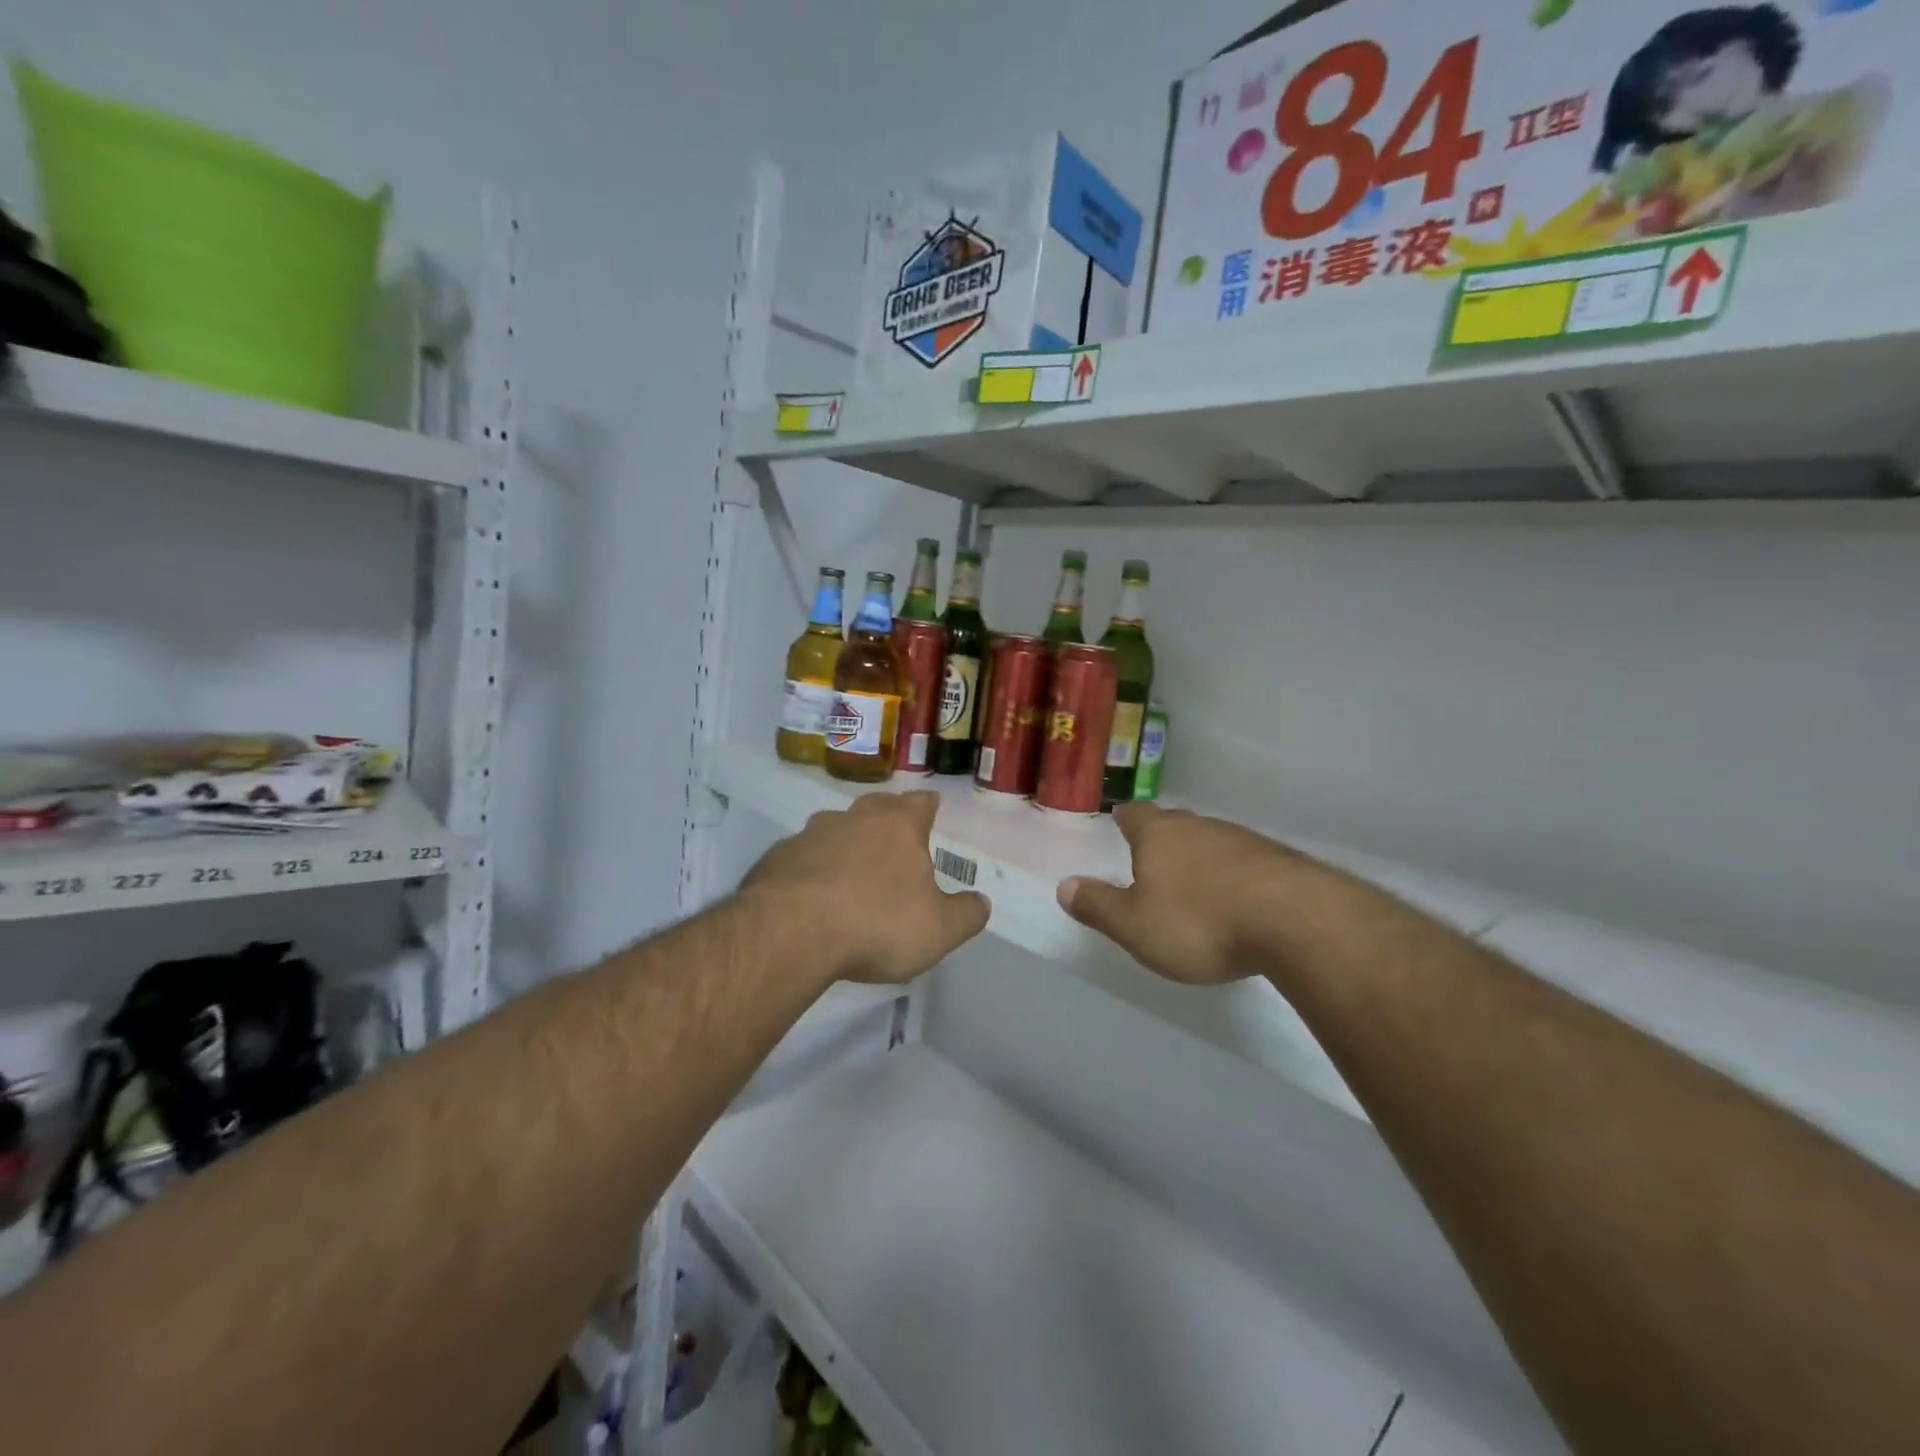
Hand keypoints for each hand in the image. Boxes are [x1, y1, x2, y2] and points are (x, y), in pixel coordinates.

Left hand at [742, 792, 989, 984]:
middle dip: (888, 818)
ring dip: (847, 844)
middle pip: (876, 807)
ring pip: (835, 829)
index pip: (920, 803)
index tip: (932, 807)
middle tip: (896, 837)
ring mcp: (810, 835)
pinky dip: (813, 869)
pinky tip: (814, 895)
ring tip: (853, 870)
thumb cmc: (876, 923)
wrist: (789, 932)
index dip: (929, 806)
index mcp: (898, 825)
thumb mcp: (939, 930)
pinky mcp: (776, 858)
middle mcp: (854, 818)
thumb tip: (981, 903)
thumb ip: (966, 914)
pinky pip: (803, 857)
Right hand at [1058, 802, 1301, 984]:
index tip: (1120, 823)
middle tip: (1152, 858)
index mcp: (1159, 835)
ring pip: (1211, 842)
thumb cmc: (1200, 922)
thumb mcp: (1134, 926)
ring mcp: (1243, 840)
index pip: (1135, 815)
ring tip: (1194, 886)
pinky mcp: (1280, 861)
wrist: (1297, 922)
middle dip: (1162, 839)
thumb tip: (1063, 886)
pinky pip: (1245, 862)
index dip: (1124, 819)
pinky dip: (1234, 876)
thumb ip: (1098, 906)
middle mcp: (1200, 827)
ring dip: (1200, 859)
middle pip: (1174, 824)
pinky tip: (1238, 901)